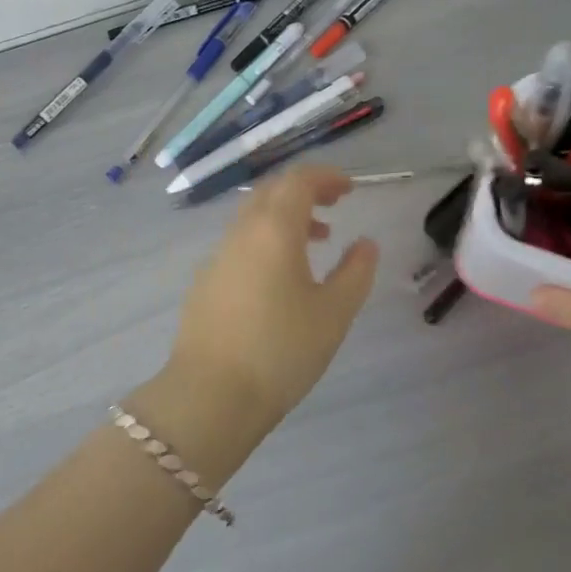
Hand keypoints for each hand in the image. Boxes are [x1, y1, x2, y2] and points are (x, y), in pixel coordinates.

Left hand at [162, 165, 378, 442]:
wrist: (210, 394)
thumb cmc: (281, 350)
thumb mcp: (333, 314)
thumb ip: (355, 272)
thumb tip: (365, 243)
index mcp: (274, 228)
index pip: (298, 180)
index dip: (326, 177)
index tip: (350, 188)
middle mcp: (242, 231)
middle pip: (272, 191)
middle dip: (305, 189)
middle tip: (335, 204)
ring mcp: (218, 255)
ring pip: (254, 216)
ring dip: (286, 216)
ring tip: (317, 239)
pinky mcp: (205, 280)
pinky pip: (240, 241)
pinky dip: (266, 239)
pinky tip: (281, 275)